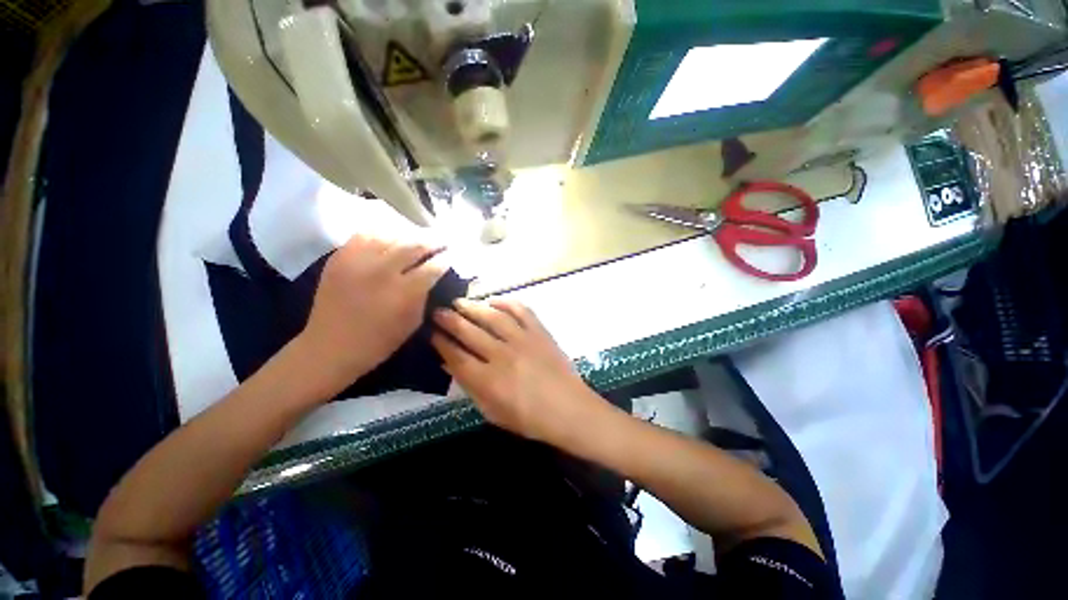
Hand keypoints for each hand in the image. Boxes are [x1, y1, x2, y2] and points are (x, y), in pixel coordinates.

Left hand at [298, 235, 445, 394]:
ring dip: (410, 235)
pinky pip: (365, 234)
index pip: (433, 266)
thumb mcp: (413, 322)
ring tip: (419, 236)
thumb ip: (424, 295)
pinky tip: (391, 237)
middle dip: (433, 241)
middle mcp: (383, 271)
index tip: (453, 253)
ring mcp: (358, 261)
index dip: (446, 258)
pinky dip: (382, 233)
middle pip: (414, 245)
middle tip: (442, 240)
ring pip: (391, 236)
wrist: (330, 346)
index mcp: (404, 292)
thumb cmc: (379, 341)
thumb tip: (432, 274)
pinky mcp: (340, 258)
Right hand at [430, 299, 608, 443]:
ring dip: (473, 307)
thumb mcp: (493, 412)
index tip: (430, 333)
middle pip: (469, 332)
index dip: (440, 343)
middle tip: (437, 311)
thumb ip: (470, 388)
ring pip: (492, 317)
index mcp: (489, 380)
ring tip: (459, 302)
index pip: (456, 356)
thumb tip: (450, 364)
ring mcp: (523, 340)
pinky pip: (521, 310)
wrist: (570, 409)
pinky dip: (506, 302)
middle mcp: (503, 355)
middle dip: (449, 320)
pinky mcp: (540, 332)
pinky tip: (494, 300)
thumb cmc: (530, 419)